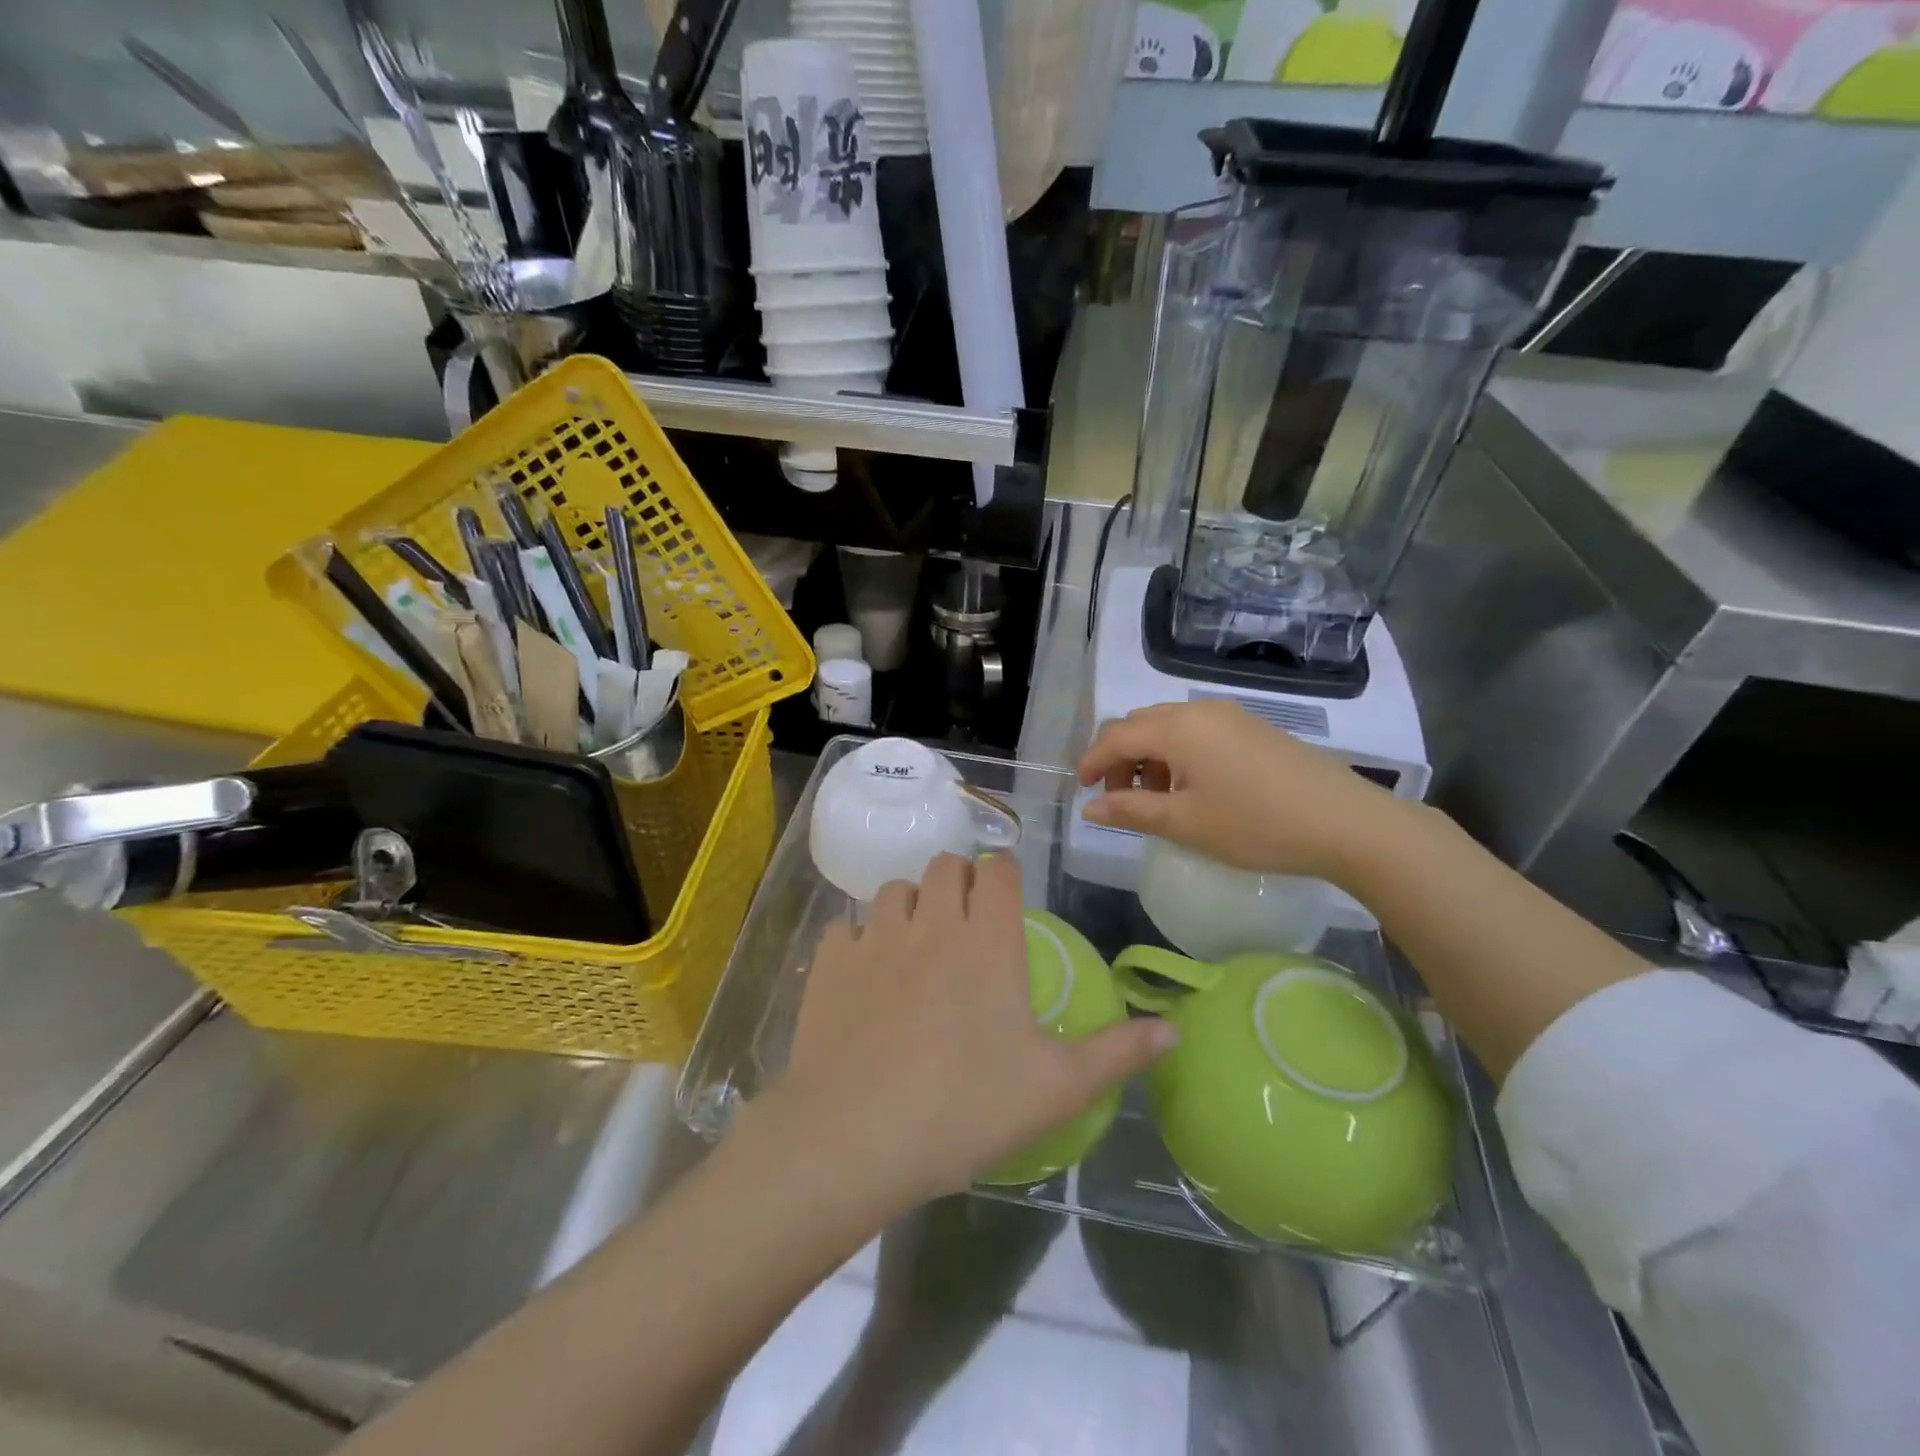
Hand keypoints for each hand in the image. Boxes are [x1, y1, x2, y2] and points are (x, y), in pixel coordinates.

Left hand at [768, 852, 1173, 1207]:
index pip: (999, 871)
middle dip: (959, 881)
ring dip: (911, 904)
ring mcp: (875, 937)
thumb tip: (1174, 1029)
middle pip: (946, 865)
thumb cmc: (964, 1110)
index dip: (1005, 876)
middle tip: (965, 923)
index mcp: (988, 942)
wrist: (853, 1139)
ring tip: (916, 944)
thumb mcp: (1055, 1089)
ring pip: (895, 887)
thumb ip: (1117, 1053)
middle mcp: (932, 923)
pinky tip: (865, 975)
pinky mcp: (830, 960)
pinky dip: (860, 938)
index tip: (1006, 900)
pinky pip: (847, 926)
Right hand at [1078, 700, 1405, 886]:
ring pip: (1170, 727)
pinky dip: (1179, 755)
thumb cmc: (1256, 825)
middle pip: (1140, 724)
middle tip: (1120, 798)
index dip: (1093, 762)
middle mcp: (1200, 710)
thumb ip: (1131, 810)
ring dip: (1150, 758)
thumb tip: (1091, 807)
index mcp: (1177, 728)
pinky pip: (1198, 731)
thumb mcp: (1186, 823)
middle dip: (1120, 758)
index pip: (1116, 736)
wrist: (1347, 823)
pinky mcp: (1253, 728)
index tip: (1084, 791)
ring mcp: (1231, 716)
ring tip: (1158, 800)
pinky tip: (1194, 789)